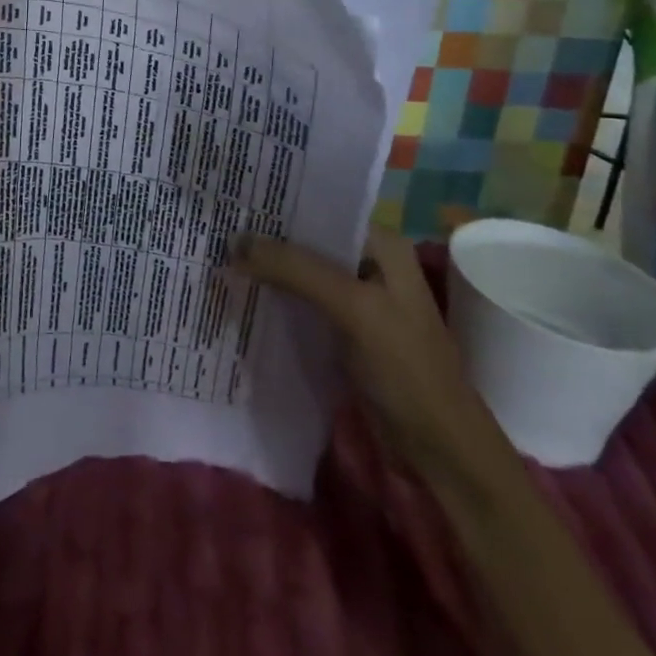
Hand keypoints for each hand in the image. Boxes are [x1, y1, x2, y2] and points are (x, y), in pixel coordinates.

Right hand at [232, 227, 512, 491]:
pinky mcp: (342, 328)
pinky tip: (240, 294)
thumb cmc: (407, 368)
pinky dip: (274, 298)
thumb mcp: (354, 309)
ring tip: (216, 256)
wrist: (441, 450)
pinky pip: (300, 301)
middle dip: (265, 239)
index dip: (277, 207)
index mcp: (380, 243)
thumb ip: (296, 271)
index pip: (319, 210)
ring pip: (300, 271)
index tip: (231, 204)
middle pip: (306, 241)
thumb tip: (234, 242)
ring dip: (265, 269)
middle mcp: (367, 261)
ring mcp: (355, 297)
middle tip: (214, 230)